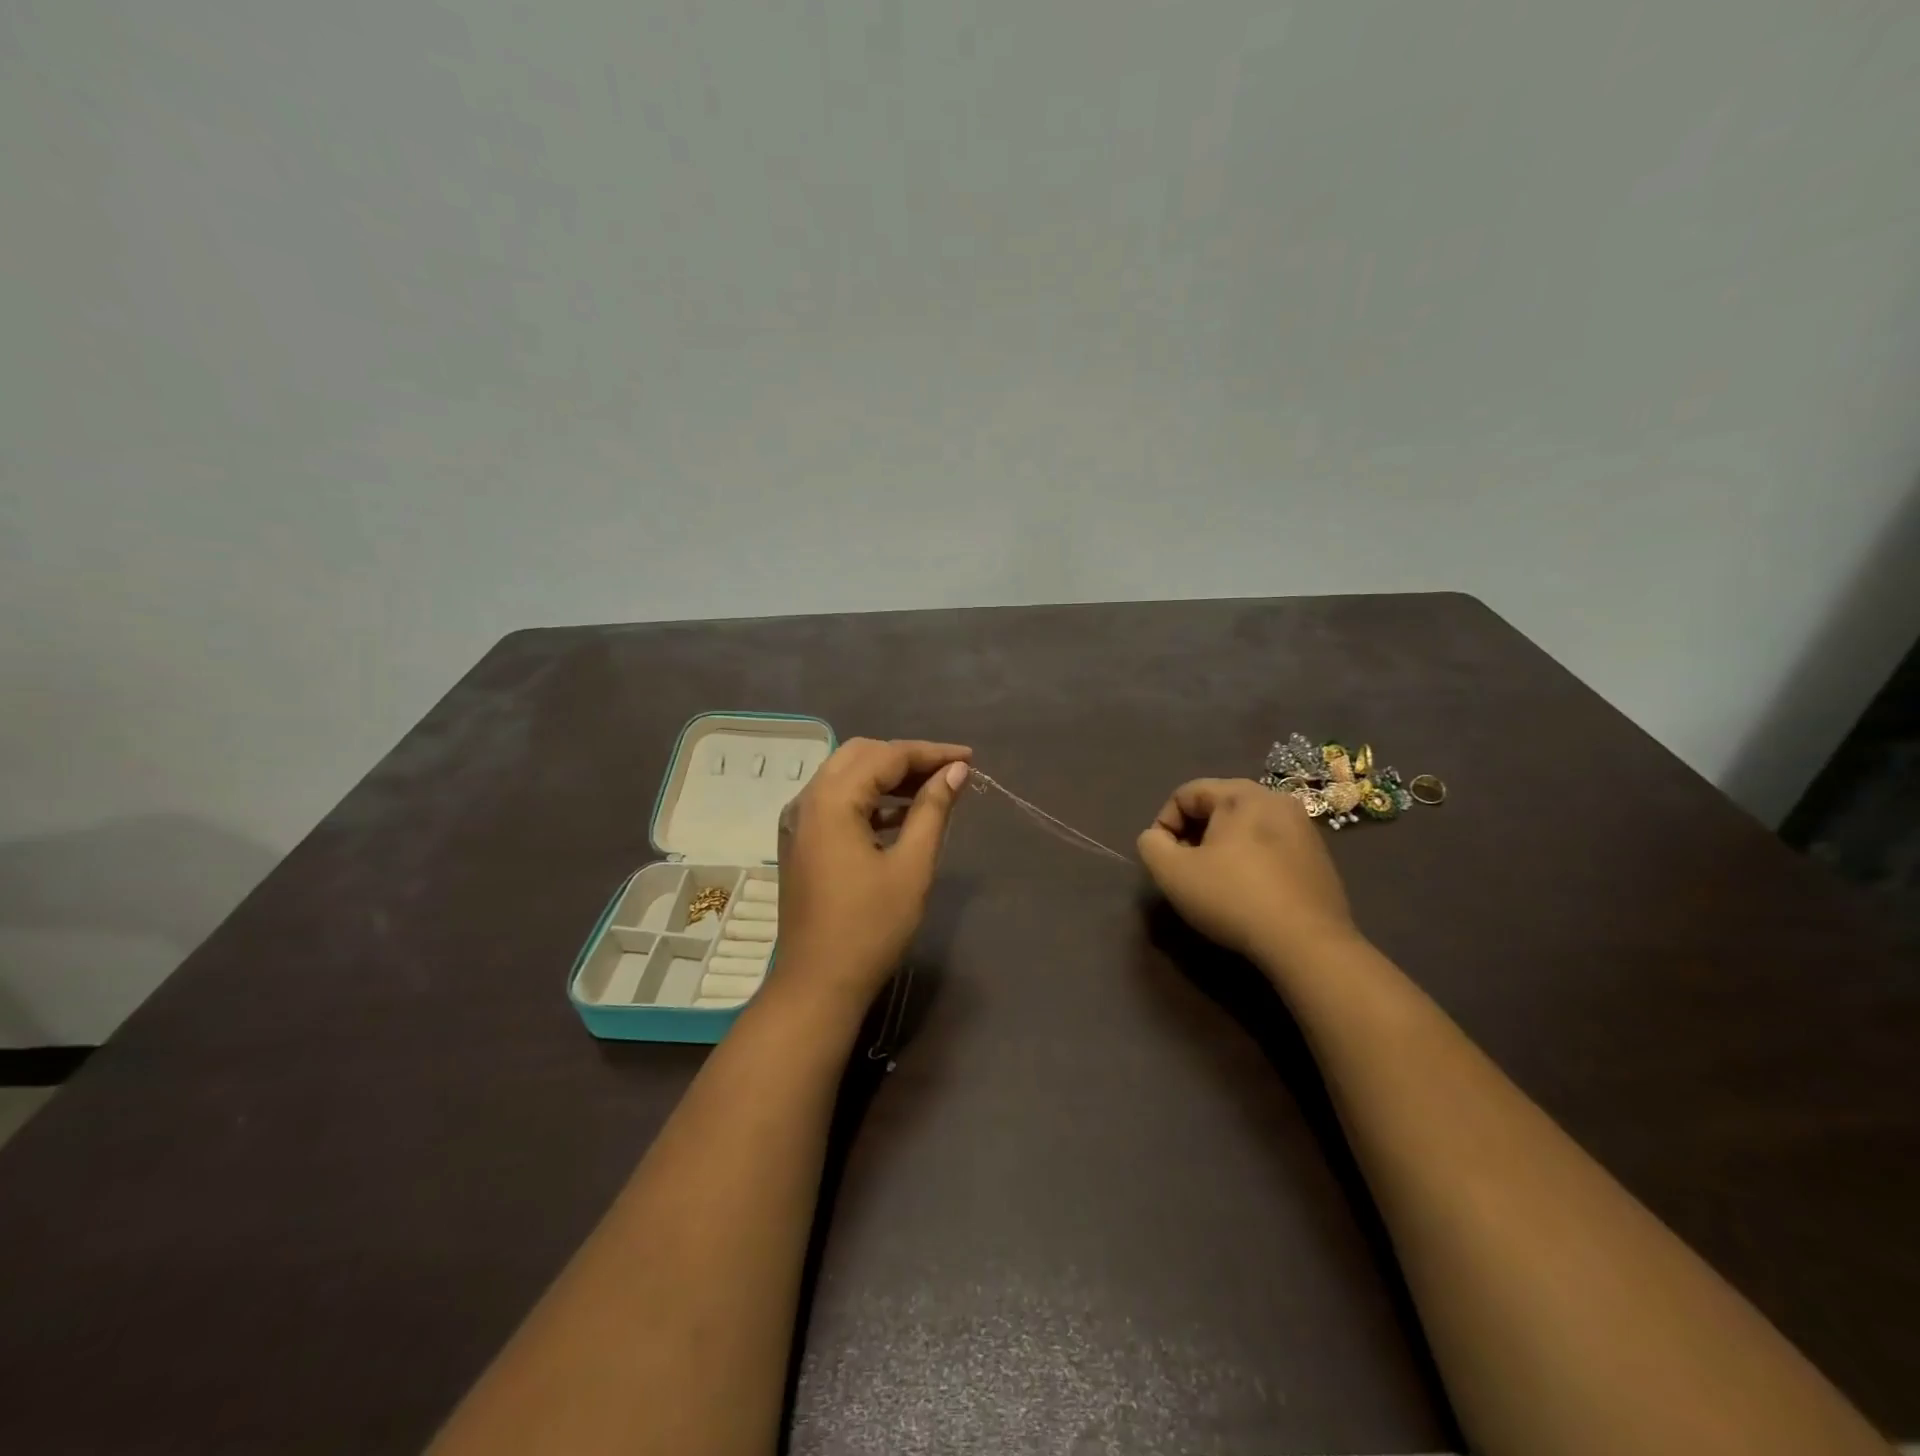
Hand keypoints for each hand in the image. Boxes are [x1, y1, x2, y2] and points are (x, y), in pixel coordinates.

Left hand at [775, 738, 972, 1006]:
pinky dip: (870, 799)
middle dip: (906, 758)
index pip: (886, 756)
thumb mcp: (912, 866)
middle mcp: (808, 800)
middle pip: (860, 755)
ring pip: (846, 776)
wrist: (818, 984)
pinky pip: (837, 801)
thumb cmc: (870, 927)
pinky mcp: (801, 841)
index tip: (969, 758)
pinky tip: (902, 815)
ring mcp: (799, 821)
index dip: (931, 753)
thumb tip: (955, 771)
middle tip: (949, 772)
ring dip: (888, 776)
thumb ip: (932, 810)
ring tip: (933, 789)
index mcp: (832, 801)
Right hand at [1136, 778, 1358, 971]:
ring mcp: (1304, 828)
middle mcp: (1276, 800)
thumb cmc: (1233, 898)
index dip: (1164, 825)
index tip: (1165, 860)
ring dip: (1222, 850)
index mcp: (1241, 794)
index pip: (1185, 794)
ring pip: (1244, 828)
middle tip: (1187, 872)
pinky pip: (1270, 848)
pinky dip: (1251, 862)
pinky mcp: (1318, 858)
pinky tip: (1248, 895)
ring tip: (1216, 884)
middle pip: (1217, 807)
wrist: (1308, 944)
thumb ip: (1152, 845)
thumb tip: (1157, 838)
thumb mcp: (1172, 872)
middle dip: (1193, 836)